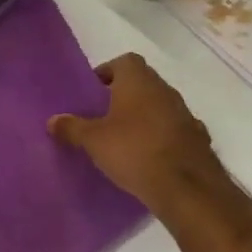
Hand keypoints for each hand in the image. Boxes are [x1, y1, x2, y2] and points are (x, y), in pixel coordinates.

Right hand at [48, 54, 228, 210]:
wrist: (187, 190)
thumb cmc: (134, 151)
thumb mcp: (92, 140)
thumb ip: (71, 127)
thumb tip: (53, 120)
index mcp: (139, 82)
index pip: (124, 62)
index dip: (107, 72)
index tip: (93, 92)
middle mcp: (165, 92)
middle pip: (142, 84)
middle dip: (122, 96)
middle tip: (101, 116)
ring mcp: (186, 116)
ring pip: (159, 107)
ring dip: (143, 117)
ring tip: (122, 139)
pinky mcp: (198, 141)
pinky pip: (173, 131)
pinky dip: (160, 138)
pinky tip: (147, 158)